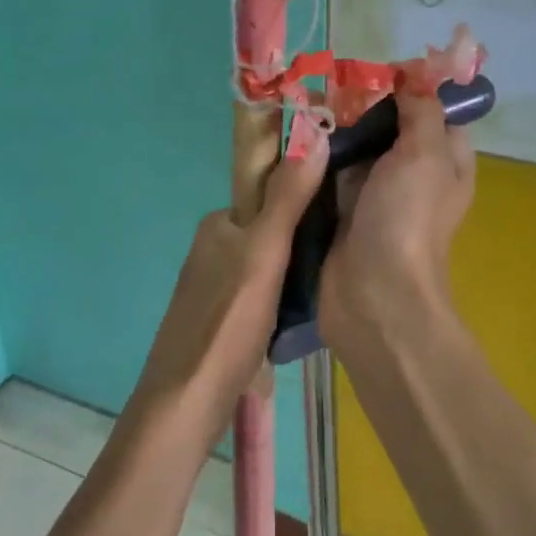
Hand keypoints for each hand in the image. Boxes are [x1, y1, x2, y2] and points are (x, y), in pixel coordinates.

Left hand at [136, 142, 326, 419]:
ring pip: (270, 265)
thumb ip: (288, 198)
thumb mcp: (265, 253)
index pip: (269, 192)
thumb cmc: (228, 321)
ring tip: (335, 284)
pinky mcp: (221, 319)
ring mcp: (215, 286)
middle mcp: (213, 248)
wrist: (188, 400)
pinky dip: (285, 299)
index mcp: (219, 224)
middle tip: (347, 251)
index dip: (307, 194)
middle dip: (306, 238)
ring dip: (298, 272)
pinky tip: (306, 316)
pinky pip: (263, 294)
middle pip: (272, 229)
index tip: (346, 206)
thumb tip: (314, 135)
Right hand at [321, 92, 474, 347]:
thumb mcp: (425, 154)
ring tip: (306, 102)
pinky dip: (316, 158)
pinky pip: (329, 175)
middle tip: (331, 82)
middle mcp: (413, 176)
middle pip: (390, 128)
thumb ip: (421, 110)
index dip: (413, 88)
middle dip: (363, 106)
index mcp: (446, 162)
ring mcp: (375, 196)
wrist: (372, 295)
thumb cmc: (407, 219)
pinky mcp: (341, 213)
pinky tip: (295, 136)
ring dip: (335, 130)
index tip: (380, 69)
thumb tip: (415, 73)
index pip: (435, 113)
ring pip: (356, 150)